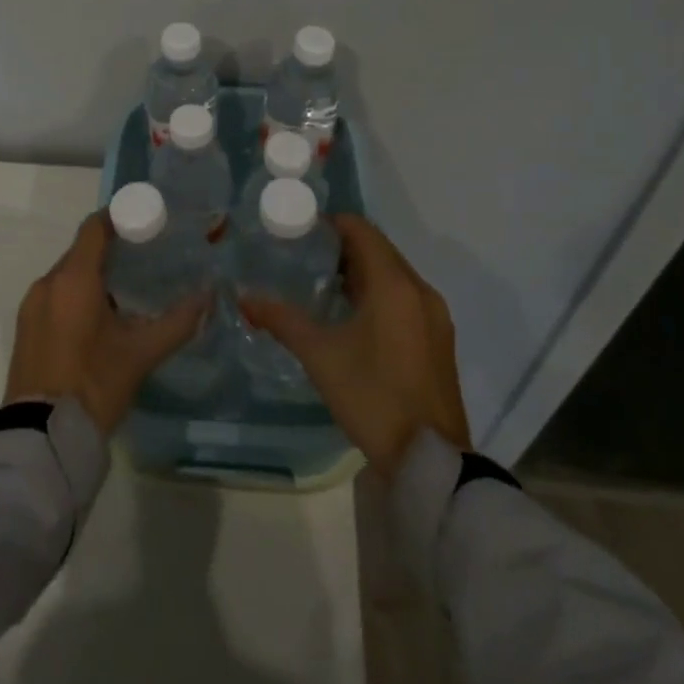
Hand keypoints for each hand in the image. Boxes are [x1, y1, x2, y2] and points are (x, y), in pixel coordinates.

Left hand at [4, 212, 208, 433]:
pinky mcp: (25, 328)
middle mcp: (47, 283)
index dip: (119, 218)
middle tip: (145, 259)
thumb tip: (209, 296)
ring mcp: (31, 306)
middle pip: (81, 251)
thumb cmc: (94, 385)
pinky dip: (76, 296)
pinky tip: (99, 319)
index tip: (145, 222)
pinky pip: (54, 296)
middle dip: (111, 250)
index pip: (95, 228)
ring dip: (93, 276)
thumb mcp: (141, 354)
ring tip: (126, 292)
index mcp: (73, 279)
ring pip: (67, 276)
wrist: (40, 438)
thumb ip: (178, 321)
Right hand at [239, 214, 471, 476]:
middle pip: (379, 249)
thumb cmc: (373, 397)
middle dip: (342, 248)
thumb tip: (245, 297)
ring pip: (393, 275)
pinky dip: (379, 294)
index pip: (362, 230)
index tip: (299, 230)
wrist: (430, 461)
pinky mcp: (439, 339)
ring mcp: (434, 316)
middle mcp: (420, 290)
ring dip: (361, 272)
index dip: (330, 223)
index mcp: (394, 284)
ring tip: (321, 285)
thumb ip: (282, 320)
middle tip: (303, 256)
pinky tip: (352, 316)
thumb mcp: (320, 356)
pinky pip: (405, 298)